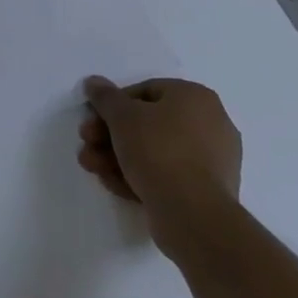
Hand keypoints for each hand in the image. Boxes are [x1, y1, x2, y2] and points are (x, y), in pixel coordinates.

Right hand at [78, 77, 241, 250]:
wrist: (194, 214)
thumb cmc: (159, 151)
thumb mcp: (122, 116)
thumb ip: (105, 97)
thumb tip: (94, 82)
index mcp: (195, 97)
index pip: (145, 91)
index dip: (113, 104)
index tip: (92, 119)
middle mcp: (209, 123)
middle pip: (148, 124)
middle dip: (111, 135)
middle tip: (87, 143)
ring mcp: (211, 160)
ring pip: (155, 151)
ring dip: (118, 157)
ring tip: (92, 167)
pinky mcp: (206, 191)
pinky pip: (167, 175)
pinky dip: (139, 176)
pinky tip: (113, 184)